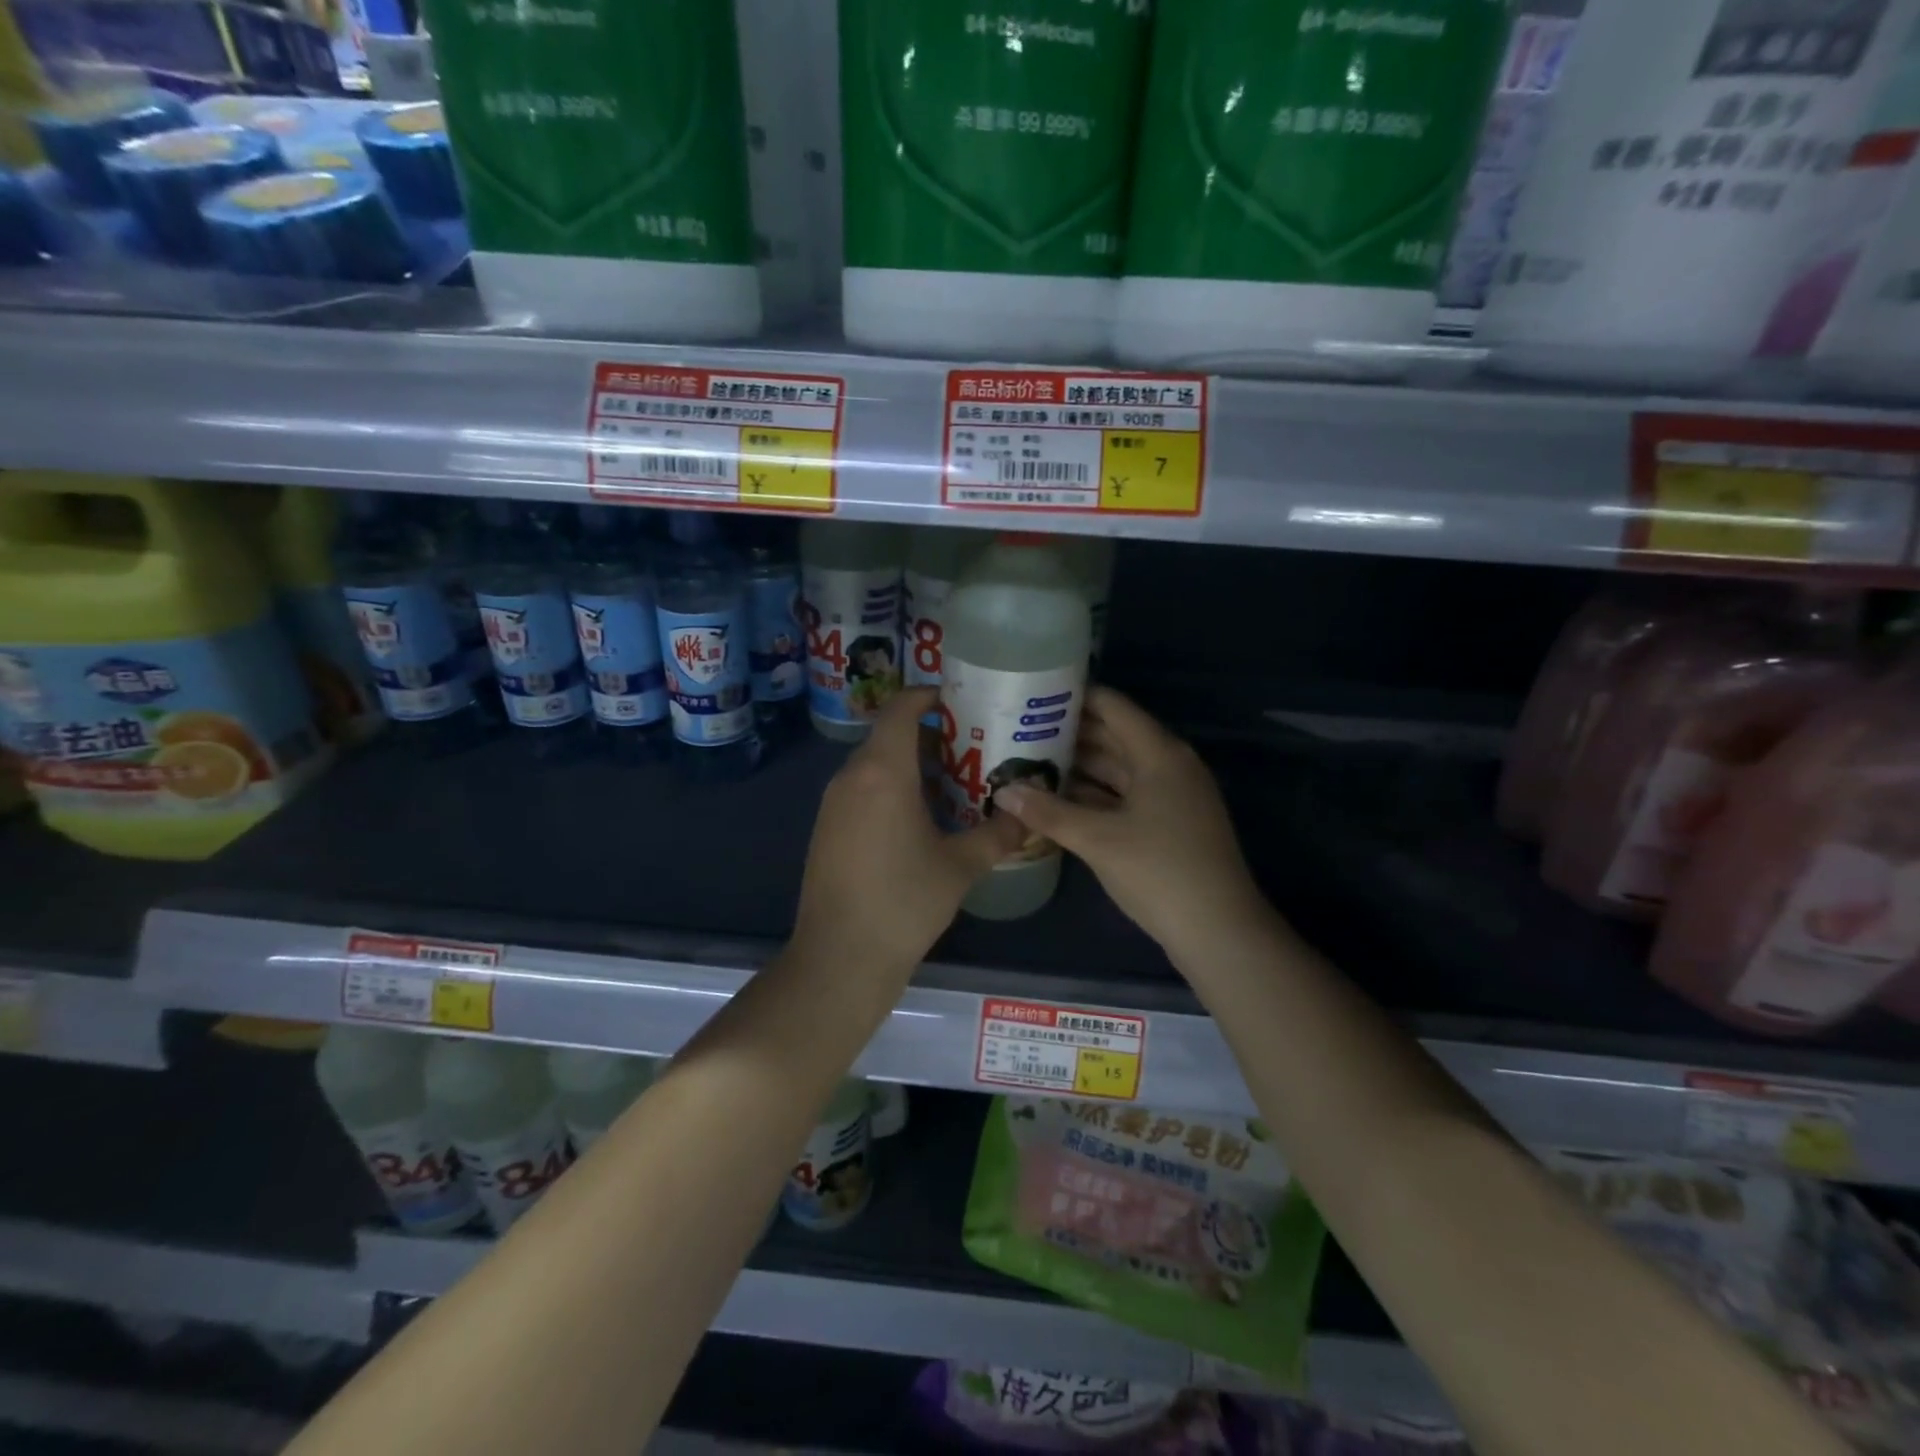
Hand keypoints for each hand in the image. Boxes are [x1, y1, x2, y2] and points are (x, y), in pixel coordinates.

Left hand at [793, 687, 1026, 974]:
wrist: (840, 957)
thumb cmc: (904, 903)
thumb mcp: (960, 867)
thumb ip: (997, 834)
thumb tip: (1026, 815)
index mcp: (883, 772)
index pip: (901, 708)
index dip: (929, 695)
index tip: (962, 702)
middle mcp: (851, 776)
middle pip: (889, 735)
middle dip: (930, 735)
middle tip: (973, 747)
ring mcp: (833, 803)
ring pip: (875, 764)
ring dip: (911, 764)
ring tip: (954, 781)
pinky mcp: (827, 828)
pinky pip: (862, 789)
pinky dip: (891, 788)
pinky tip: (920, 818)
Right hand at [993, 687, 1269, 957]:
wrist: (1218, 931)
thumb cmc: (1159, 871)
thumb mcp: (1098, 840)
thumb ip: (1048, 812)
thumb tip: (1003, 791)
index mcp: (1159, 753)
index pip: (1112, 707)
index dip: (1074, 696)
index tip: (1032, 694)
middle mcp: (1167, 765)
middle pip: (1113, 736)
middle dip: (1068, 733)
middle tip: (1017, 730)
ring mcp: (1170, 796)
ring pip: (1116, 768)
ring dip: (1077, 767)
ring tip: (1028, 761)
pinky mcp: (1167, 823)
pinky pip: (1123, 795)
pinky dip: (1092, 795)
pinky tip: (1055, 800)